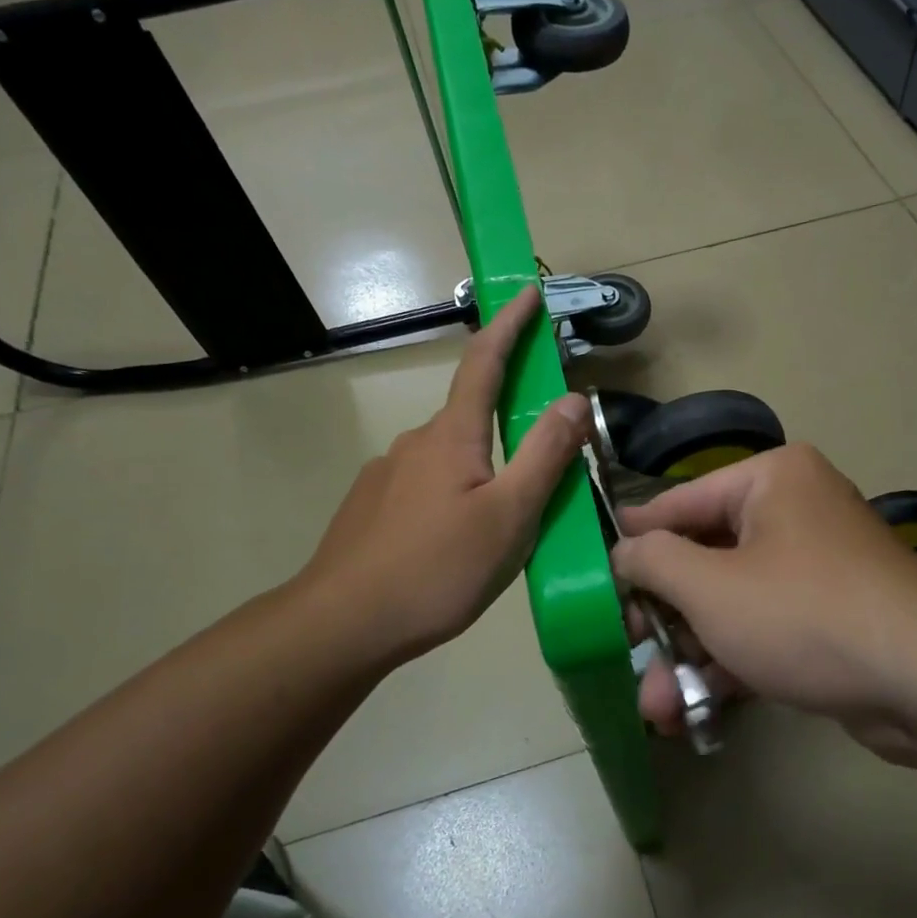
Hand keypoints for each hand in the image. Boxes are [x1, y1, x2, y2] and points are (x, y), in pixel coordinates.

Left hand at [294, 285, 590, 672]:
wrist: (342, 624)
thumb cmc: (437, 569)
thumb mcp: (510, 516)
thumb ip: (545, 455)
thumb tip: (574, 398)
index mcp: (452, 435)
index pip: (484, 361)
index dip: (510, 325)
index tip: (529, 293)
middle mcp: (416, 442)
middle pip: (471, 414)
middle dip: (509, 421)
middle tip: (544, 466)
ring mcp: (387, 475)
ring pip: (451, 458)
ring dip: (484, 469)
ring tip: (505, 524)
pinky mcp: (372, 507)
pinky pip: (428, 486)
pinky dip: (456, 495)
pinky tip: (459, 542)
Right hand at [612, 445, 916, 767]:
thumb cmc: (804, 614)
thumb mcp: (711, 586)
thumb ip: (654, 562)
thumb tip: (623, 550)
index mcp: (770, 479)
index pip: (680, 502)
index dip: (635, 538)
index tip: (595, 568)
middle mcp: (794, 512)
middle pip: (705, 558)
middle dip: (663, 618)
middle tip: (624, 650)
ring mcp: (814, 568)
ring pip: (731, 603)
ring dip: (690, 653)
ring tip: (654, 706)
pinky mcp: (828, 618)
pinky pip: (763, 630)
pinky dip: (729, 664)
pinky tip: (691, 709)